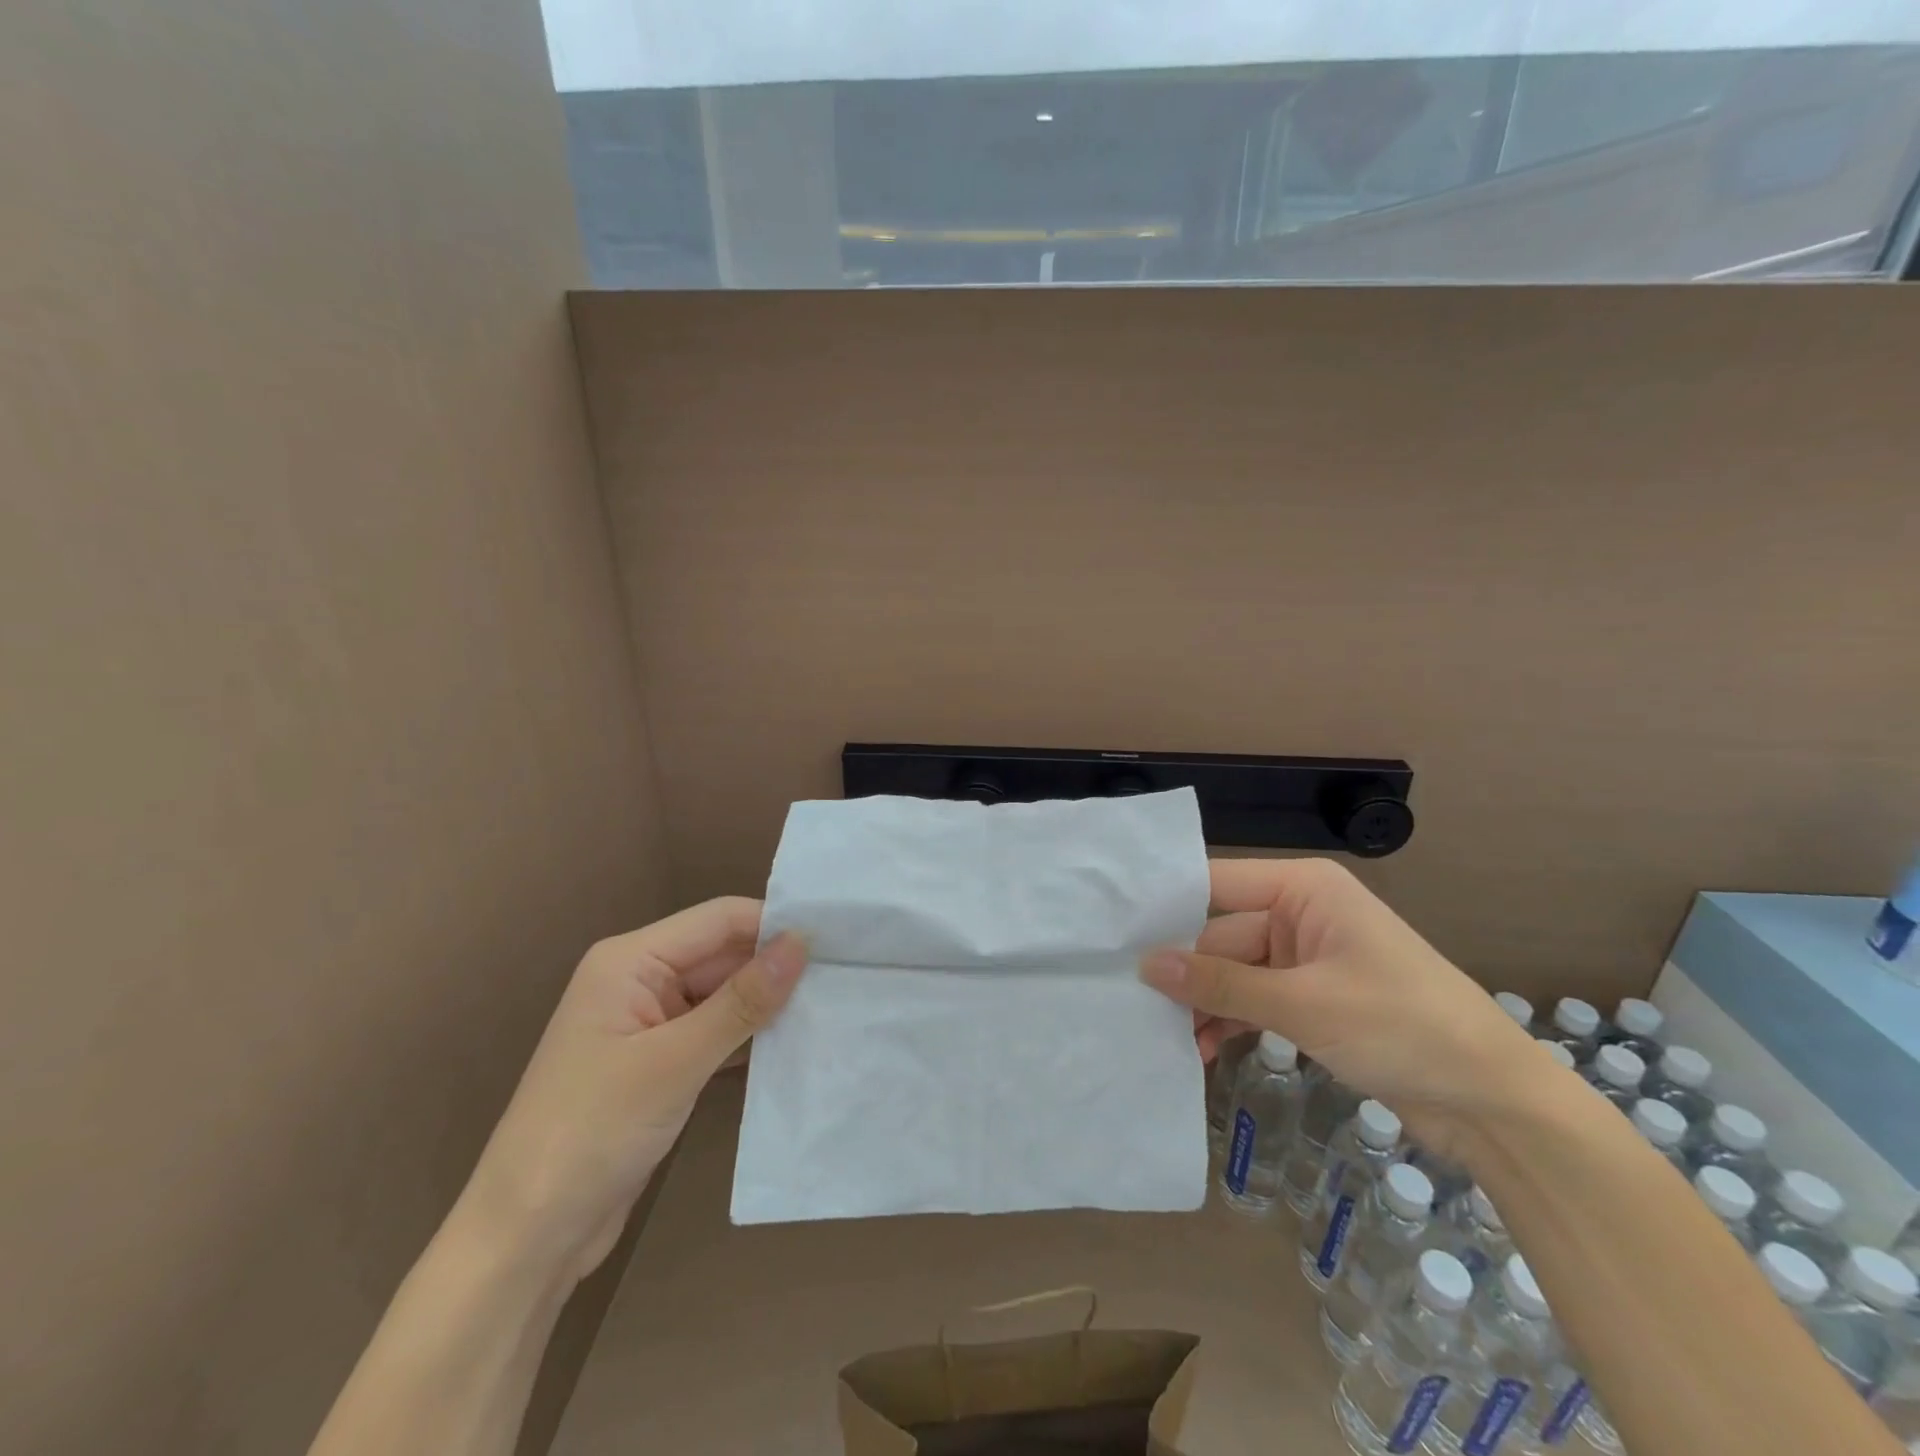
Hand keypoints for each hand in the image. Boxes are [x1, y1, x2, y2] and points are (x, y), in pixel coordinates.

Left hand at [456, 898, 806, 1283]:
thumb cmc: (592, 1132)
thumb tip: (802, 943)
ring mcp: (650, 1024)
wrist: (527, 1239)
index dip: (774, 924)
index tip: (837, 938)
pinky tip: (794, 1045)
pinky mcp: (660, 1064)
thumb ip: (742, 1000)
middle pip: (723, 955)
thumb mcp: (674, 1062)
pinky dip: (750, 1038)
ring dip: (768, 1004)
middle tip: (846, 976)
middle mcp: (641, 980)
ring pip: (724, 995)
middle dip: (776, 967)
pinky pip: (716, 1033)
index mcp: (631, 961)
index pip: (719, 920)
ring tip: (833, 1006)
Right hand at [1140, 859, 1550, 1159]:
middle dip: (1186, 972)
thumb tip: (1146, 965)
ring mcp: (1308, 958)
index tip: (1115, 931)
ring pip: (1236, 972)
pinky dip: (1233, 1021)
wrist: (1496, 1103)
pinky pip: (1258, 999)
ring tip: (1169, 1038)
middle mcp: (1302, 913)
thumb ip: (1221, 984)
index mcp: (1304, 889)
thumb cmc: (1403, 1027)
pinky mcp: (1315, 999)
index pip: (1217, 884)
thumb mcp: (1304, 1004)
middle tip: (1134, 1003)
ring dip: (1207, 1004)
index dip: (1168, 905)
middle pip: (1222, 934)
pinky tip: (1205, 1050)